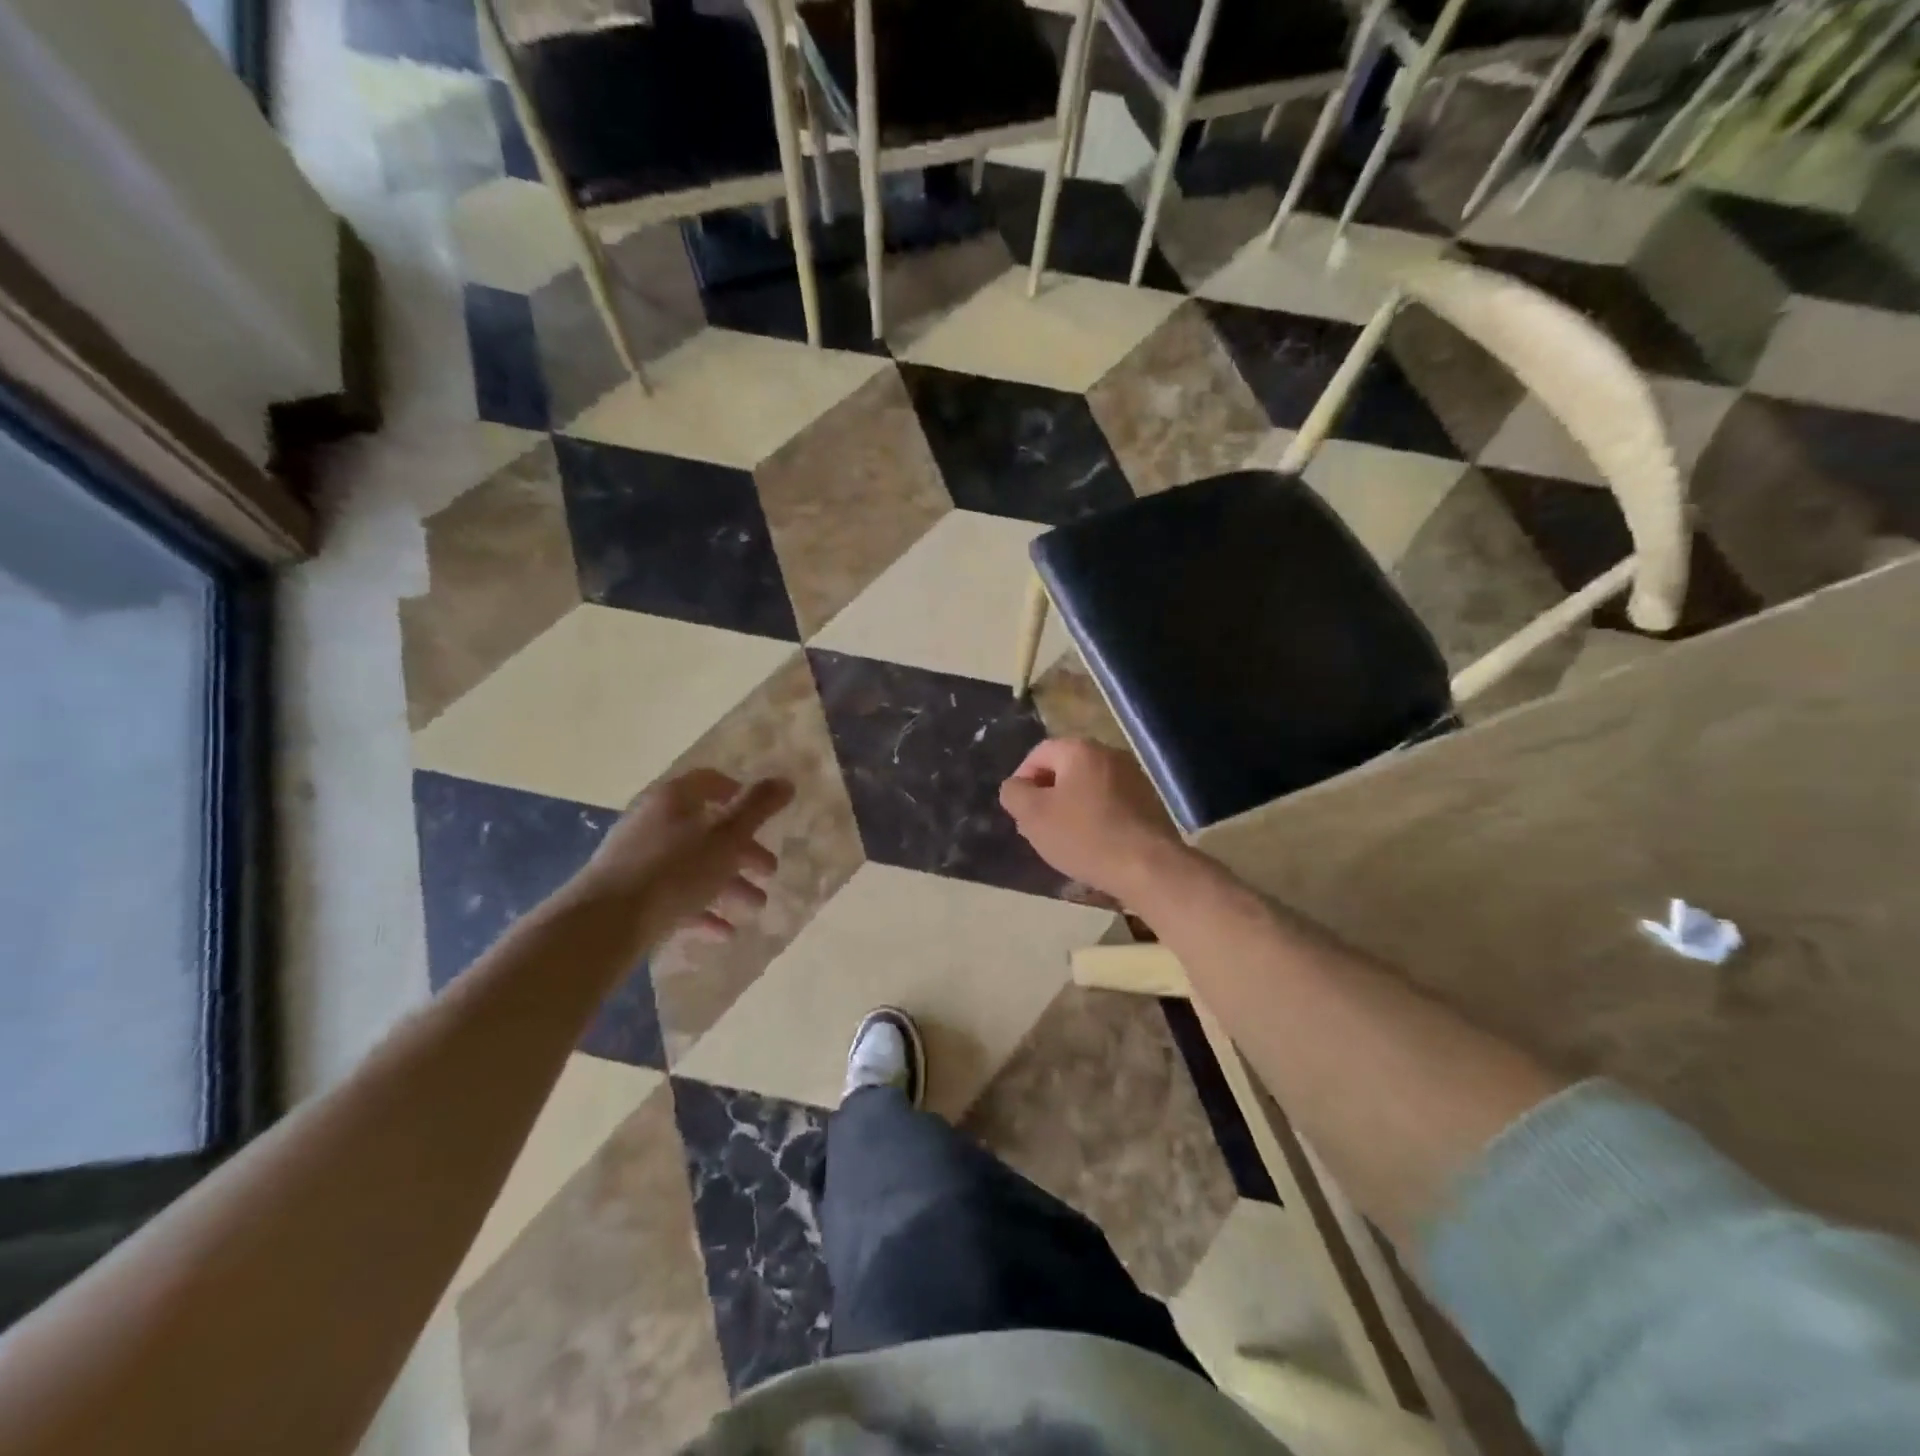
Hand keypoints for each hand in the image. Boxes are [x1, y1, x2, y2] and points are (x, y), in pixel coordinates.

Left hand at [568, 769, 793, 944]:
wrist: (604, 924)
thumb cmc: (673, 870)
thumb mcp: (726, 837)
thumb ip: (758, 808)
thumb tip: (786, 780)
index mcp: (674, 799)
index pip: (711, 782)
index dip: (740, 795)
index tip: (764, 817)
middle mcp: (653, 822)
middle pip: (707, 829)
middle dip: (743, 851)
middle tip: (769, 871)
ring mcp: (638, 860)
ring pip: (693, 866)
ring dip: (728, 885)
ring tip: (754, 908)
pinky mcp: (631, 895)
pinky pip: (674, 896)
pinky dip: (701, 910)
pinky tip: (723, 932)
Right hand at [999, 739, 1185, 902]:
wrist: (1148, 866)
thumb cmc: (1084, 836)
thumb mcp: (1033, 816)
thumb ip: (1014, 793)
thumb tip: (1016, 786)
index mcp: (1080, 750)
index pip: (1039, 753)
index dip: (1022, 779)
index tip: (1018, 810)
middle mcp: (1110, 754)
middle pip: (1065, 769)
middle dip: (1046, 795)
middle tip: (1037, 826)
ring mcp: (1134, 777)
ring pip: (1088, 787)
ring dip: (1071, 807)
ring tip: (1063, 839)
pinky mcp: (1149, 801)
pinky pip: (1110, 802)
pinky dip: (1095, 817)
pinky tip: (1092, 844)